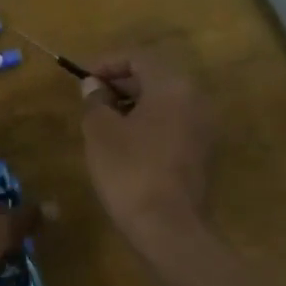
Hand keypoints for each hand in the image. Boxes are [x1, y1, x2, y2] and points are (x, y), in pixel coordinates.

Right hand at [79, 50, 213, 247]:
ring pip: (164, 102)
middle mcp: (195, 99)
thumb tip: (93, 86)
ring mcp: (203, 127)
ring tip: (103, 120)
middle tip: (91, 98)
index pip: (138, 57)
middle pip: (154, 77)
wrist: (168, 228)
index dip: (106, 63)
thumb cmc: (130, 171)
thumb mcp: (100, 132)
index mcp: (172, 86)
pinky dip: (149, 123)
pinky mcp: (202, 152)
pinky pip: (173, 123)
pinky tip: (125, 143)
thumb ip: (95, 100)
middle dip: (120, 84)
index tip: (82, 78)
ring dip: (134, 104)